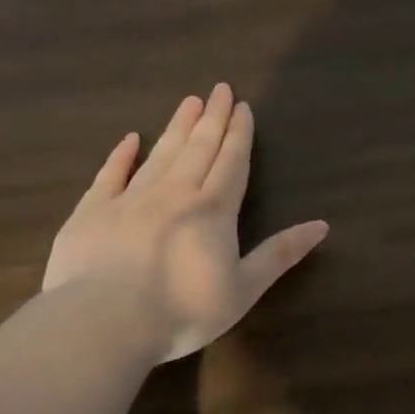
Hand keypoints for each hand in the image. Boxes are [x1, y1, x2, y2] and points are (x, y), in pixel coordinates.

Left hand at [43, 84, 328, 360]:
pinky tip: (131, 139)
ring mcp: (130, 199)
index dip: (239, 134)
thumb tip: (322, 225)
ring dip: (177, 127)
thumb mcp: (244, 288)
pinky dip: (121, 155)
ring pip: (161, 154)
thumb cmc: (183, 311)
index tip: (243, 107)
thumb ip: (280, 254)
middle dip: (212, 118)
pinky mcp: (92, 212)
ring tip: (189, 102)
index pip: (231, 162)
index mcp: (213, 209)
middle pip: (199, 148)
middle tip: (219, 89)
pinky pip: (110, 175)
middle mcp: (175, 193)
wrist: (103, 324)